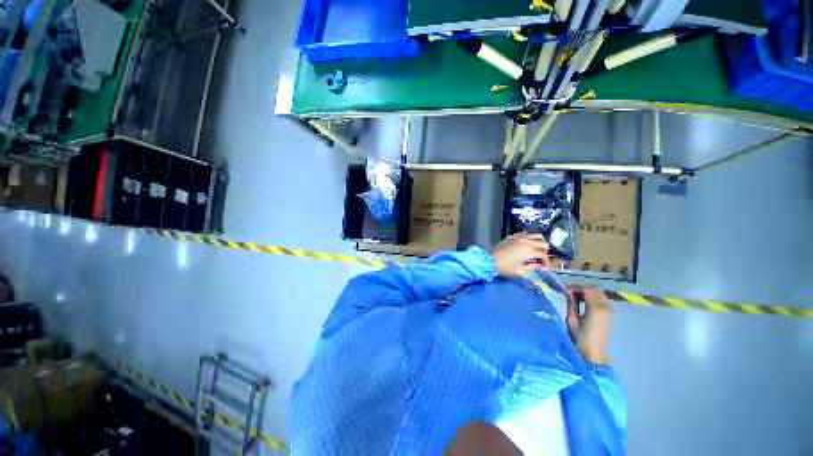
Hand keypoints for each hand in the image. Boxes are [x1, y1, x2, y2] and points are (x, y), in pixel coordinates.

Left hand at [491, 232, 551, 276]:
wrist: (490, 260)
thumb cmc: (505, 267)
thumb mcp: (521, 270)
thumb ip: (534, 267)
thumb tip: (542, 268)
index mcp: (529, 250)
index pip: (544, 255)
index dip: (547, 263)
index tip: (546, 269)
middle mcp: (526, 241)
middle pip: (543, 243)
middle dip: (545, 252)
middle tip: (541, 260)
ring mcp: (519, 236)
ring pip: (537, 235)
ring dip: (539, 243)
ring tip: (536, 251)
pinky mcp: (513, 235)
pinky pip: (526, 233)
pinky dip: (530, 238)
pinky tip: (528, 245)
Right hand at [566, 285, 612, 365]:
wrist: (593, 353)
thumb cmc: (580, 337)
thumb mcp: (571, 319)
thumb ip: (571, 303)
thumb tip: (567, 291)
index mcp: (596, 308)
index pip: (587, 289)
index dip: (575, 287)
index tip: (564, 290)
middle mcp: (606, 306)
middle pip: (594, 288)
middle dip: (581, 288)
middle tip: (569, 292)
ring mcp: (609, 310)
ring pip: (598, 292)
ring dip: (586, 291)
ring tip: (574, 297)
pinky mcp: (609, 313)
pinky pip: (601, 298)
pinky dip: (592, 296)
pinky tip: (583, 302)